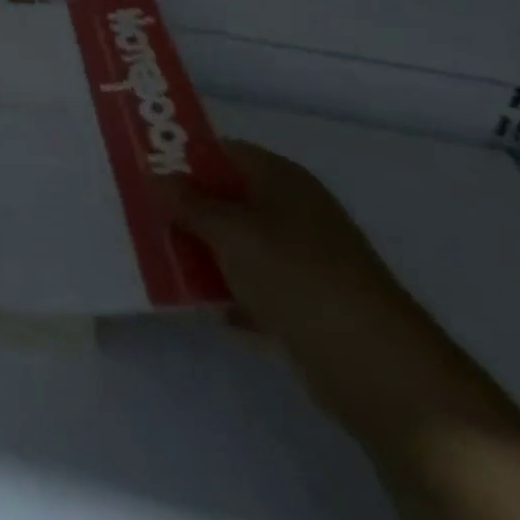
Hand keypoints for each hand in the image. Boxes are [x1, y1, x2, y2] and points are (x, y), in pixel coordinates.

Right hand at [168, 142, 514, 443]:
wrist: (378, 367)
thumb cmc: (296, 274)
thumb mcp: (229, 230)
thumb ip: (188, 203)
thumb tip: (156, 175)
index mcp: (281, 178)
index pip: (222, 151)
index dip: (182, 156)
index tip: (142, 167)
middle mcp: (294, 212)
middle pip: (228, 199)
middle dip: (187, 209)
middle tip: (141, 214)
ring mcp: (305, 261)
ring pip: (240, 247)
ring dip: (205, 255)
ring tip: (159, 260)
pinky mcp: (309, 307)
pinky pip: (256, 291)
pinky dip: (231, 297)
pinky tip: (201, 307)